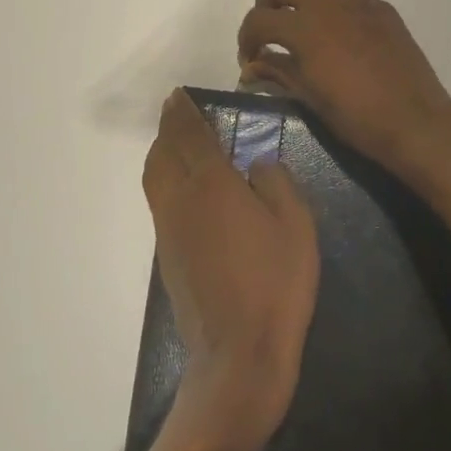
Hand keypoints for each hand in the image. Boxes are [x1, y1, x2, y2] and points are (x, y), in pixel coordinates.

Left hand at [142, 88, 319, 450]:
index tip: (178, 95)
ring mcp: (169, 230)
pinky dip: (164, 178)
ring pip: (155, 178)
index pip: (190, 136)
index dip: (183, 113)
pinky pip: (159, 200)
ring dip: (161, 152)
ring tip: (175, 141)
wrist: (237, 354)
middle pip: (163, 153)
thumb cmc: (274, 283)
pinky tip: (184, 186)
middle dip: (168, 128)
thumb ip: (276, 182)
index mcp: (211, 184)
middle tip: (177, 111)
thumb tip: (257, 163)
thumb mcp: (295, 225)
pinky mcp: (167, 256)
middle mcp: (181, 200)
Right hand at [235, 0, 450, 180]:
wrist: (417, 121)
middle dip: (267, 4)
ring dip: (303, 10)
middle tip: (270, 35)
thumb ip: (278, 72)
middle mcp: (330, 4)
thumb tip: (252, 67)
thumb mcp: (310, 98)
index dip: (246, 39)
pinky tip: (343, 46)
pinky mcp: (383, 11)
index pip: (259, 18)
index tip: (251, 61)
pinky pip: (348, 2)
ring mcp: (360, 3)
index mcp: (306, 27)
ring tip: (309, 46)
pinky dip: (334, 16)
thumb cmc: (357, 117)